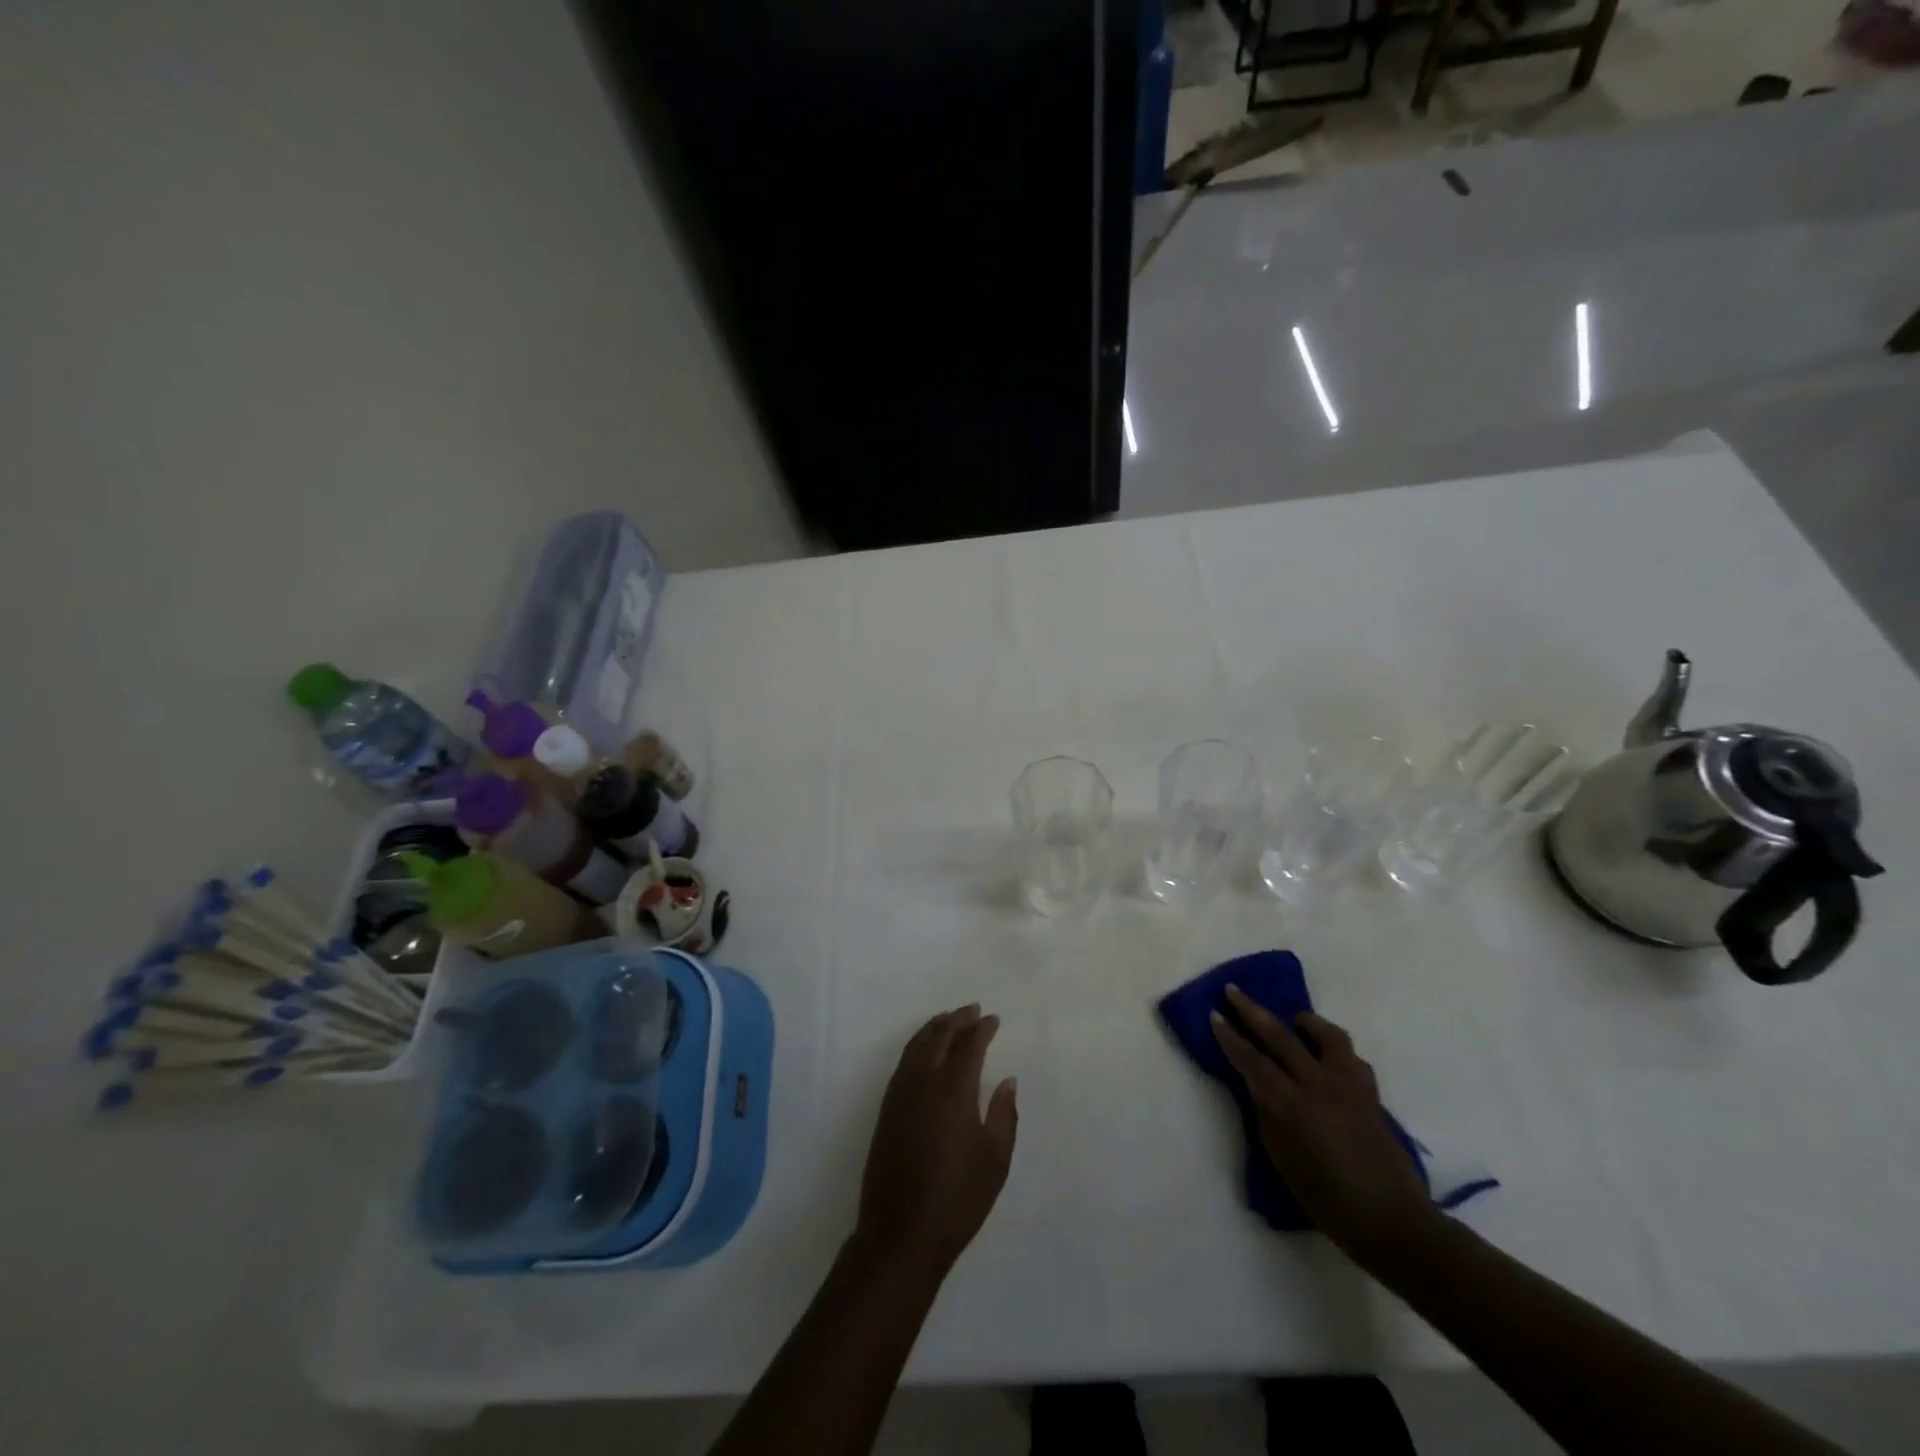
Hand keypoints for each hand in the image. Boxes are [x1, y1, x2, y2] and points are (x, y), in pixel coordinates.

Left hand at [853, 1004, 1018, 1276]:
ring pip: (916, 1045)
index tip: (993, 1019)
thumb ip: (1004, 1114)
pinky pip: (904, 1062)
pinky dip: (918, 1045)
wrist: (900, 1235)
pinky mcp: (886, 1109)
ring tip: (950, 1020)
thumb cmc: (957, 1200)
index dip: (981, 1029)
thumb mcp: (995, 1160)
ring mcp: (899, 1094)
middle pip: (938, 1036)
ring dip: (934, 1028)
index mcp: (953, 1091)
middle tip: (973, 1009)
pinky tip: (926, 1051)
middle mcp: (923, 1083)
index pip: (968, 1046)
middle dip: (956, 1019)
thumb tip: (1007, 1080)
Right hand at [1212, 985, 1435, 1262]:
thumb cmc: (1327, 1199)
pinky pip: (1349, 1056)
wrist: (1392, 1222)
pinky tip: (1327, 1058)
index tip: (1214, 1015)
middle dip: (1252, 1011)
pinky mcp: (1370, 1092)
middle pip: (1280, 1035)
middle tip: (1233, 991)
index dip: (1230, 1037)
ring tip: (1294, 1021)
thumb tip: (1260, 1087)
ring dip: (1304, 1021)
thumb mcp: (1282, 1159)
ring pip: (1326, 1034)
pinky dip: (1333, 1049)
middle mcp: (1319, 1084)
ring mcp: (1349, 1084)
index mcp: (1291, 1104)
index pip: (1252, 1059)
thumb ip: (1267, 1115)